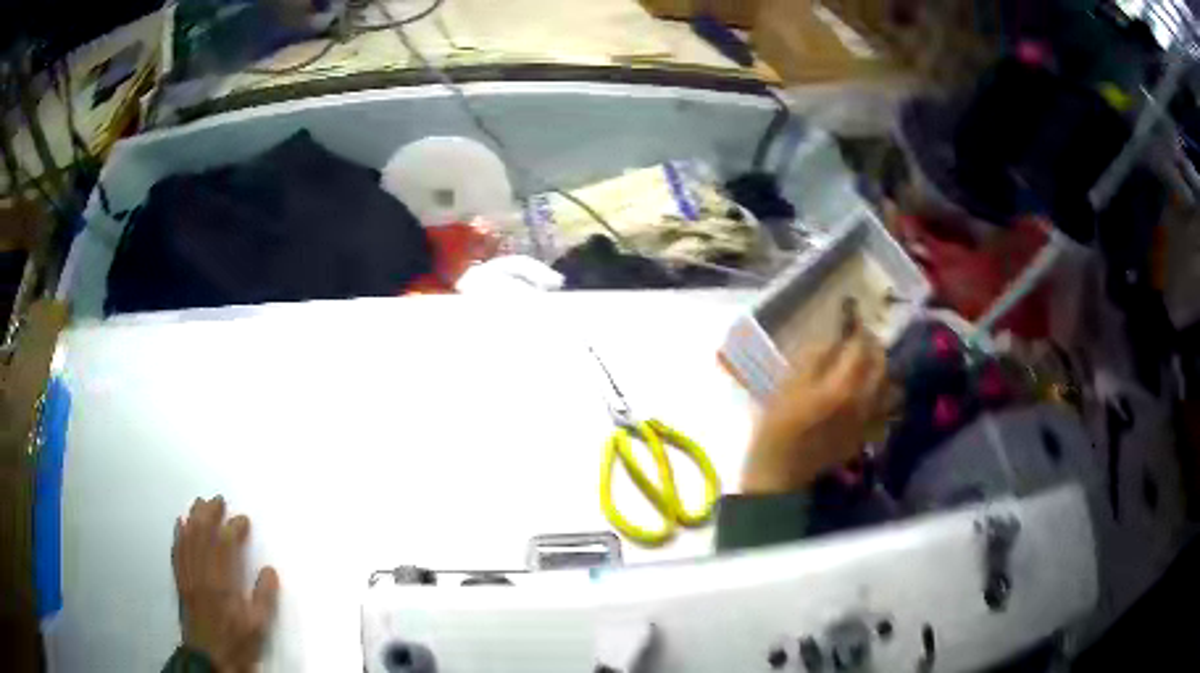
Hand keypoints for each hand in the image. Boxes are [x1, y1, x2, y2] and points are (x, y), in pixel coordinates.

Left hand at [173, 496, 278, 672]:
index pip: (225, 545)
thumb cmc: (237, 642)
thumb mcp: (258, 626)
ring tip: (199, 503)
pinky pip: (177, 553)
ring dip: (193, 518)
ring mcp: (189, 577)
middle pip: (203, 535)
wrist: (210, 659)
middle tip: (218, 500)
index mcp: (223, 584)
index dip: (234, 527)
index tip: (244, 520)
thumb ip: (264, 598)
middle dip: (210, 514)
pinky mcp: (181, 582)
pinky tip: (179, 524)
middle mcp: (203, 574)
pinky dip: (178, 535)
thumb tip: (270, 571)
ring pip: (188, 540)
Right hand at [741, 328, 891, 493]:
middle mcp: (864, 400)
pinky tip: (871, 394)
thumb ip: (814, 358)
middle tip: (859, 335)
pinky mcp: (866, 434)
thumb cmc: (777, 427)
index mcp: (843, 385)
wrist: (781, 474)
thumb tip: (833, 337)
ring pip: (890, 386)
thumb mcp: (787, 385)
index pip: (860, 345)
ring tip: (868, 363)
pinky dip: (884, 396)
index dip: (857, 325)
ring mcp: (868, 420)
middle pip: (881, 363)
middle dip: (873, 344)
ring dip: (883, 369)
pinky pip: (886, 409)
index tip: (851, 312)